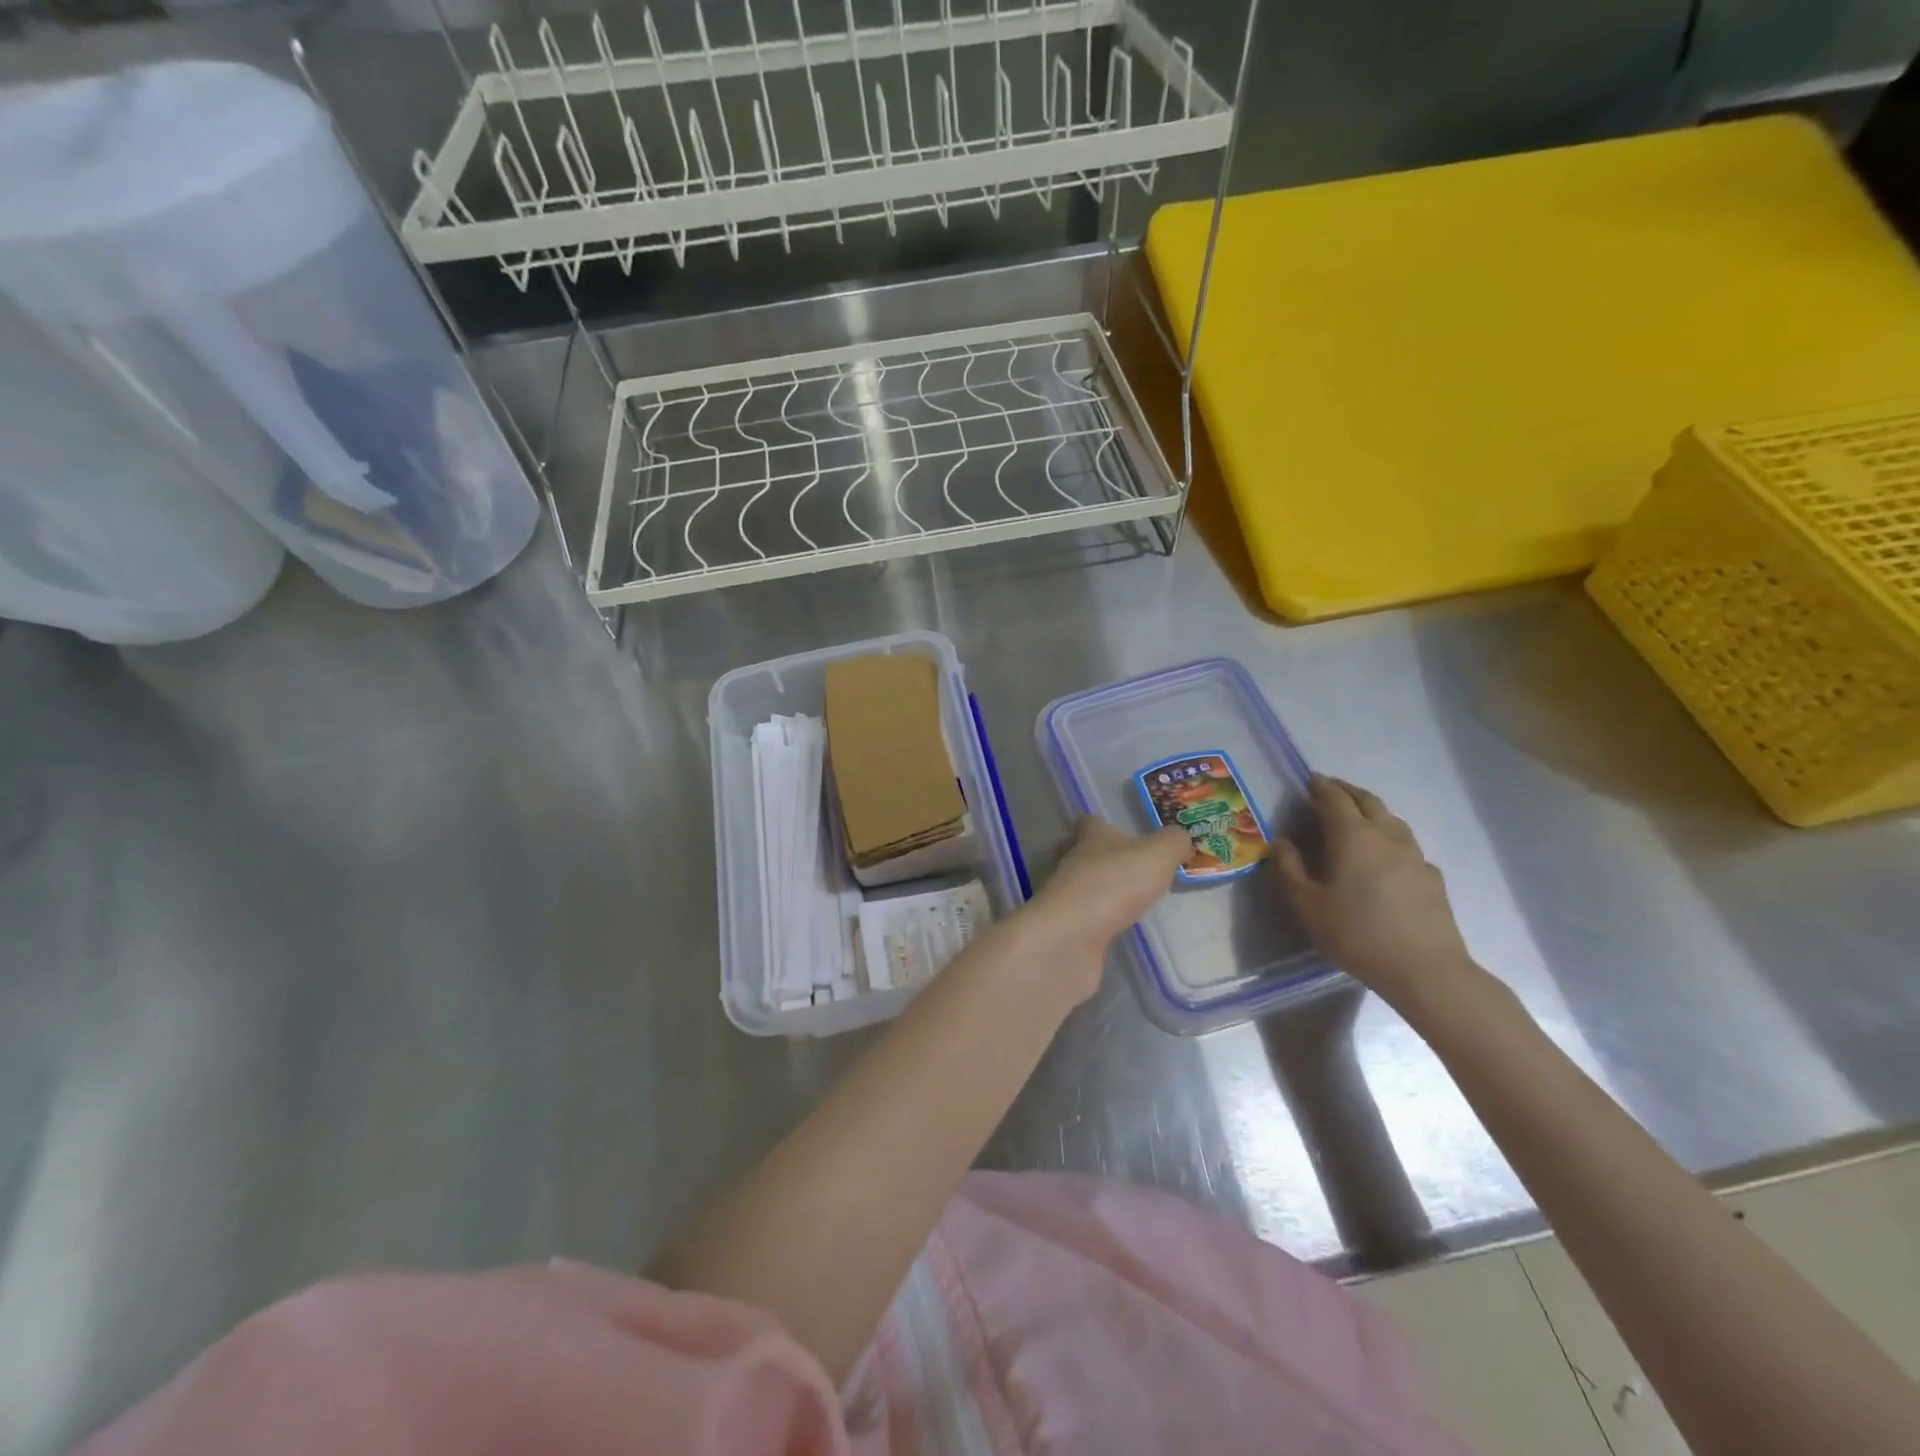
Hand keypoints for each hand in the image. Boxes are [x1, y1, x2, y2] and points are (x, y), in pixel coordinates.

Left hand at [1019, 818, 1190, 1004]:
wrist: (1071, 938)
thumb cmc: (1114, 885)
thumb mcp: (1156, 855)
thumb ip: (1172, 842)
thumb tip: (1180, 837)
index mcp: (1091, 839)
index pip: (1090, 823)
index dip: (1103, 824)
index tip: (1121, 831)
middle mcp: (1073, 864)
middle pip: (1083, 855)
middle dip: (1103, 859)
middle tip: (1132, 869)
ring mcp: (1066, 899)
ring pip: (1083, 888)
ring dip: (1102, 892)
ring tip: (1132, 901)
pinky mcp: (1066, 930)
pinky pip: (1085, 920)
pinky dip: (1099, 923)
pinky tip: (1118, 929)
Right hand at [1272, 776, 1483, 1016]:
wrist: (1425, 970)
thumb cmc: (1357, 934)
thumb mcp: (1307, 905)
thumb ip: (1289, 869)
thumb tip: (1282, 842)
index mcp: (1352, 836)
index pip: (1334, 798)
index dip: (1319, 786)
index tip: (1308, 780)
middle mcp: (1386, 836)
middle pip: (1367, 800)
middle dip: (1346, 790)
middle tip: (1329, 789)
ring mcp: (1414, 855)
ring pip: (1391, 819)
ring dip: (1370, 809)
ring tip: (1355, 816)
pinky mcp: (1431, 876)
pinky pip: (1406, 844)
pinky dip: (1388, 836)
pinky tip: (1383, 856)